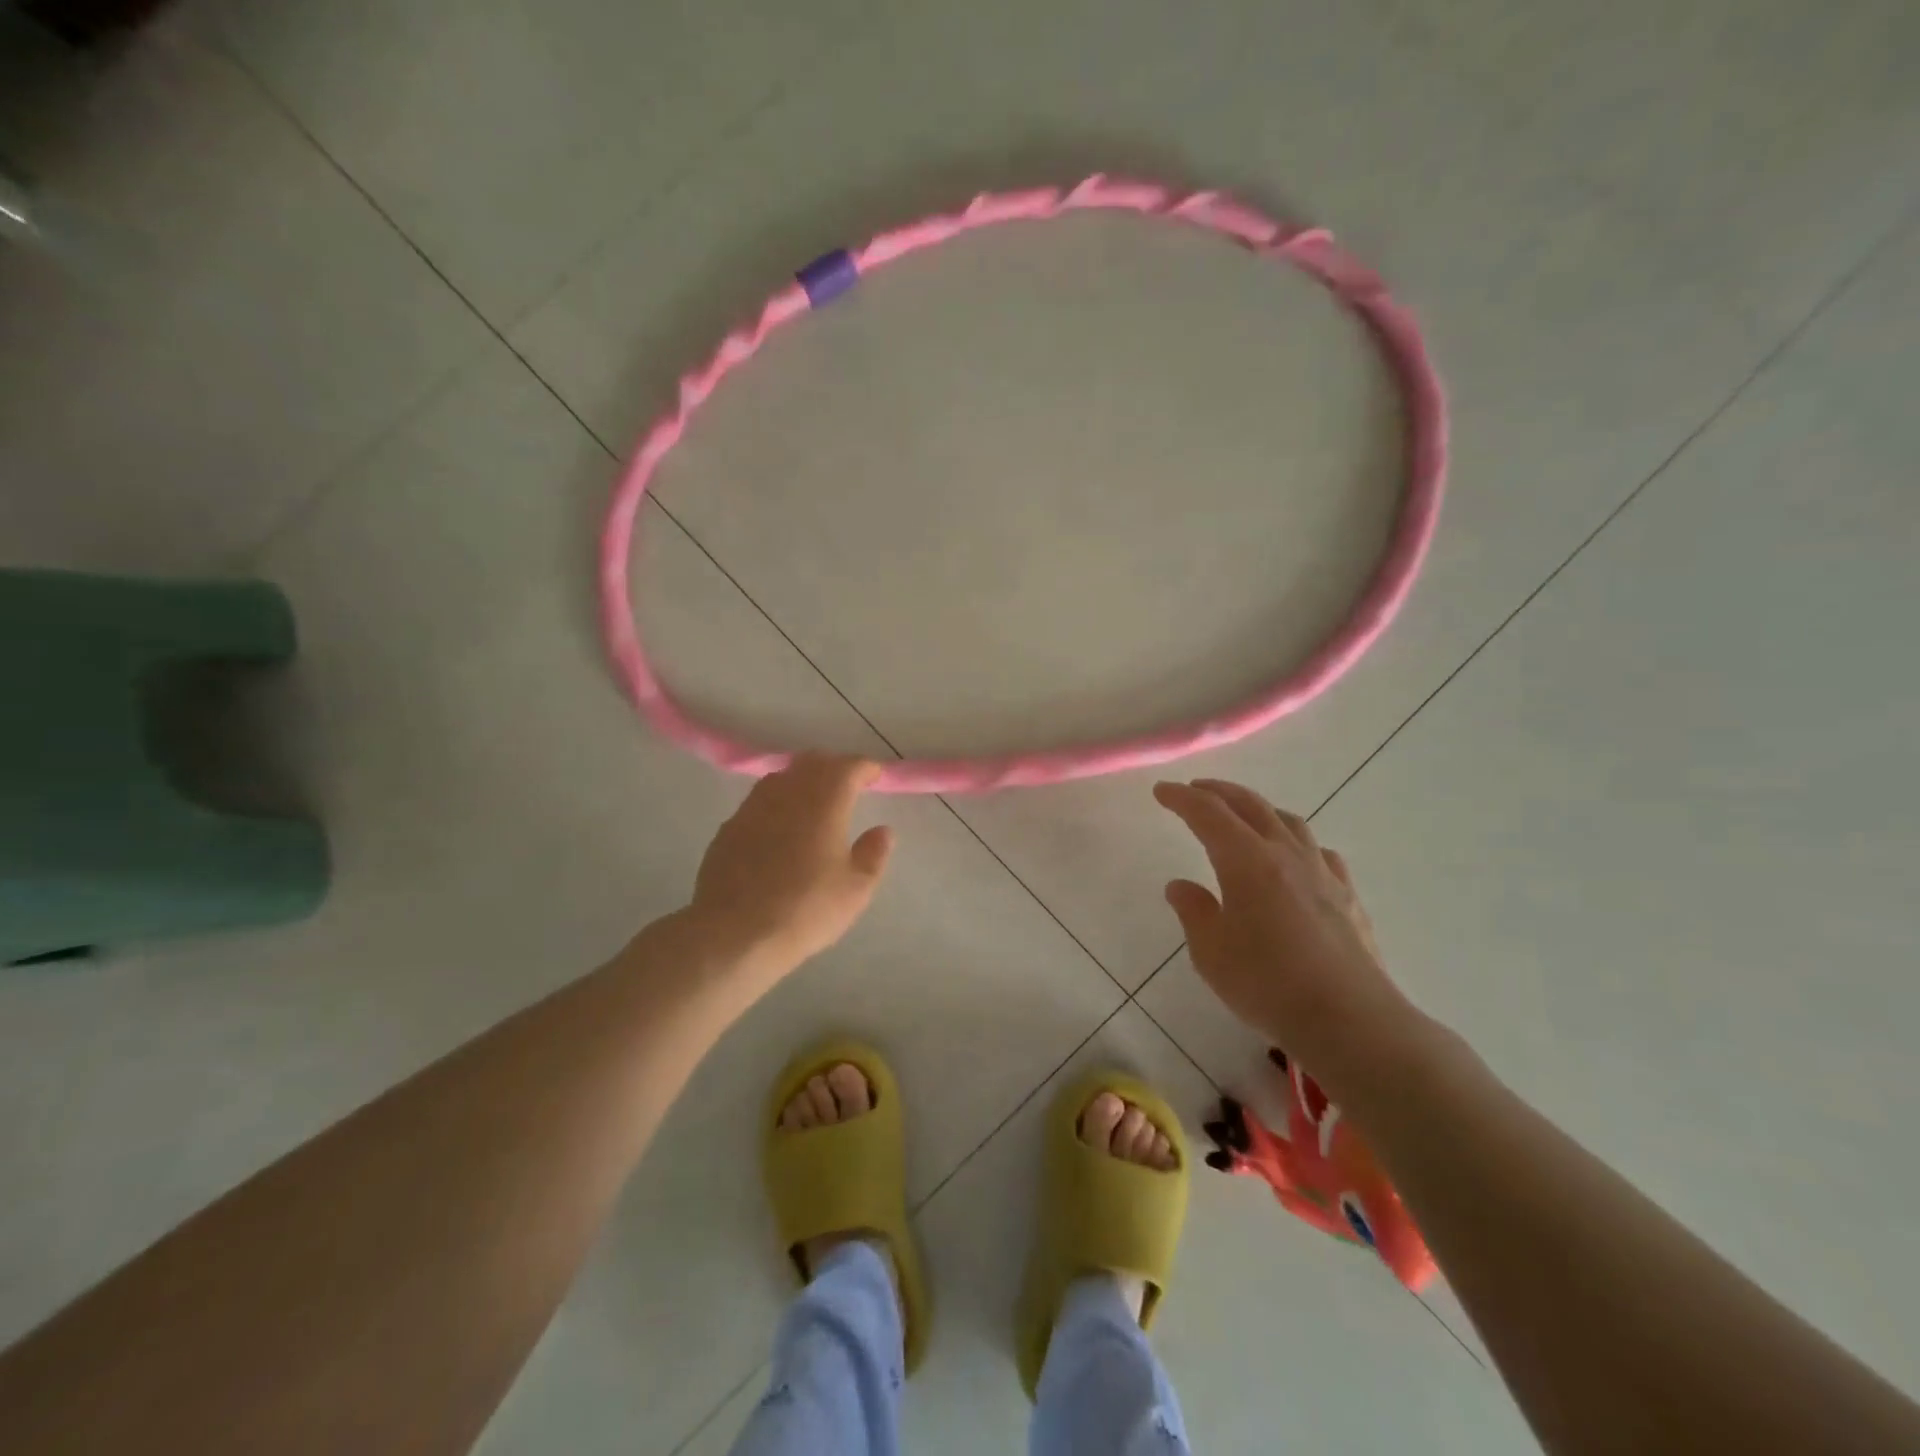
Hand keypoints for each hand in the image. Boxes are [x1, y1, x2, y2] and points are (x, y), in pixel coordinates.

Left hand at [685, 753, 894, 976]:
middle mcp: (787, 794)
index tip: (875, 776)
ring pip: (782, 778)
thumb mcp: (855, 890)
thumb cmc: (805, 910)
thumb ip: (873, 854)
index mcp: (824, 802)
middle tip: (848, 785)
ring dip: (802, 780)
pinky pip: (759, 802)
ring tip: (813, 802)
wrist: (733, 933)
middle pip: (812, 763)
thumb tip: (882, 830)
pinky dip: (777, 804)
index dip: (865, 768)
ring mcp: (752, 808)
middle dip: (833, 768)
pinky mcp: (729, 828)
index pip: (848, 767)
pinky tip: (779, 829)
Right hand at [1153, 778, 1413, 1075]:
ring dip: (1259, 809)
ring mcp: (1322, 872)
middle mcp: (1285, 854)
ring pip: (1289, 822)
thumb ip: (1194, 911)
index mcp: (1246, 860)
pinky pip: (1318, 852)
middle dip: (1218, 792)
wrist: (1348, 1019)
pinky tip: (1295, 859)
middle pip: (1250, 806)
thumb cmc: (1267, 983)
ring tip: (1244, 816)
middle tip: (1195, 790)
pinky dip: (1297, 842)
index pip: (1208, 813)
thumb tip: (1180, 886)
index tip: (1161, 791)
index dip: (1182, 798)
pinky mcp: (1347, 896)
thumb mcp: (1211, 951)